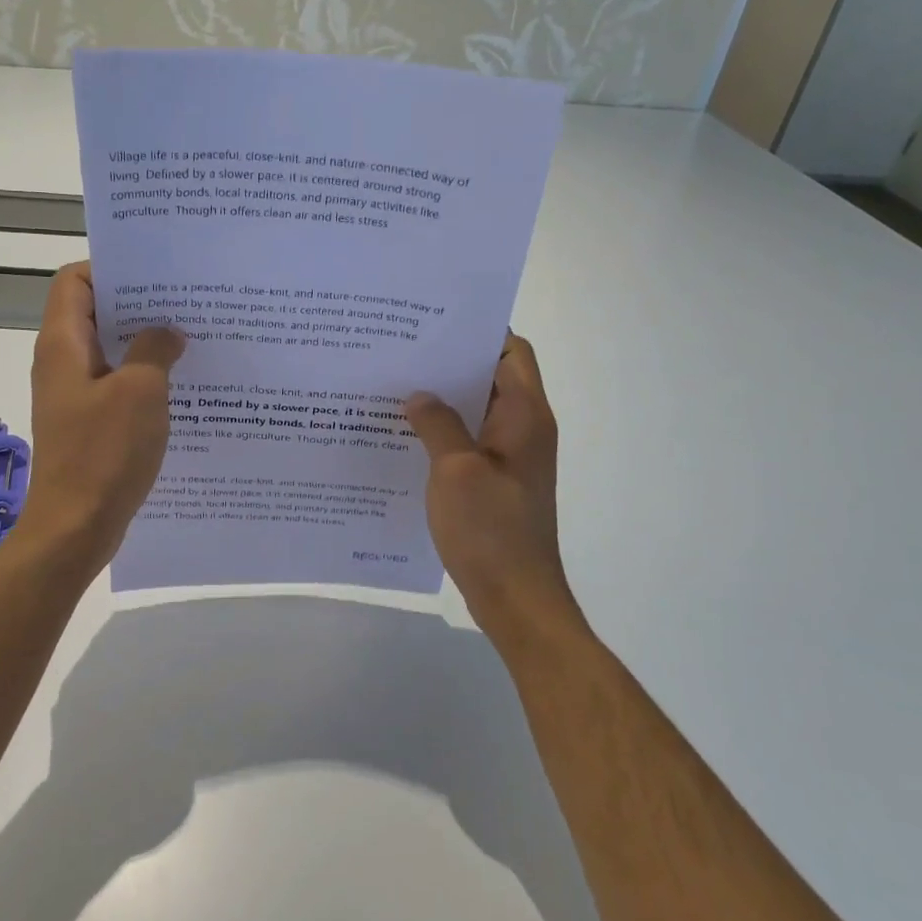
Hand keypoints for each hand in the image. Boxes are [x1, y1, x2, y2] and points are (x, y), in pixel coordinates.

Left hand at [15, 263, 184, 568]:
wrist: (75, 527)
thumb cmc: (103, 453)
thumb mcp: (140, 391)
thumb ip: (154, 350)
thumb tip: (167, 332)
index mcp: (63, 344)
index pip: (74, 280)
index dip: (112, 268)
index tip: (157, 274)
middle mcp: (62, 363)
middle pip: (94, 313)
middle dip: (138, 305)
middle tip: (186, 303)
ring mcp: (74, 395)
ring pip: (109, 351)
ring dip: (144, 343)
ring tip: (190, 339)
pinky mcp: (87, 423)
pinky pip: (115, 385)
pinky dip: (143, 378)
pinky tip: (180, 385)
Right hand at [407, 334, 584, 651]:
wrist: (517, 597)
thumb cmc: (491, 529)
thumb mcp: (455, 469)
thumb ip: (437, 424)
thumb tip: (419, 394)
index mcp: (525, 415)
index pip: (511, 351)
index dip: (479, 331)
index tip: (434, 323)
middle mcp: (524, 429)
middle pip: (492, 377)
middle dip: (451, 363)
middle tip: (402, 353)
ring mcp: (512, 458)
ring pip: (477, 411)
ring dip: (444, 400)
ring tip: (396, 389)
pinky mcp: (497, 482)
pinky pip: (470, 442)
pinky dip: (444, 433)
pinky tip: (405, 436)